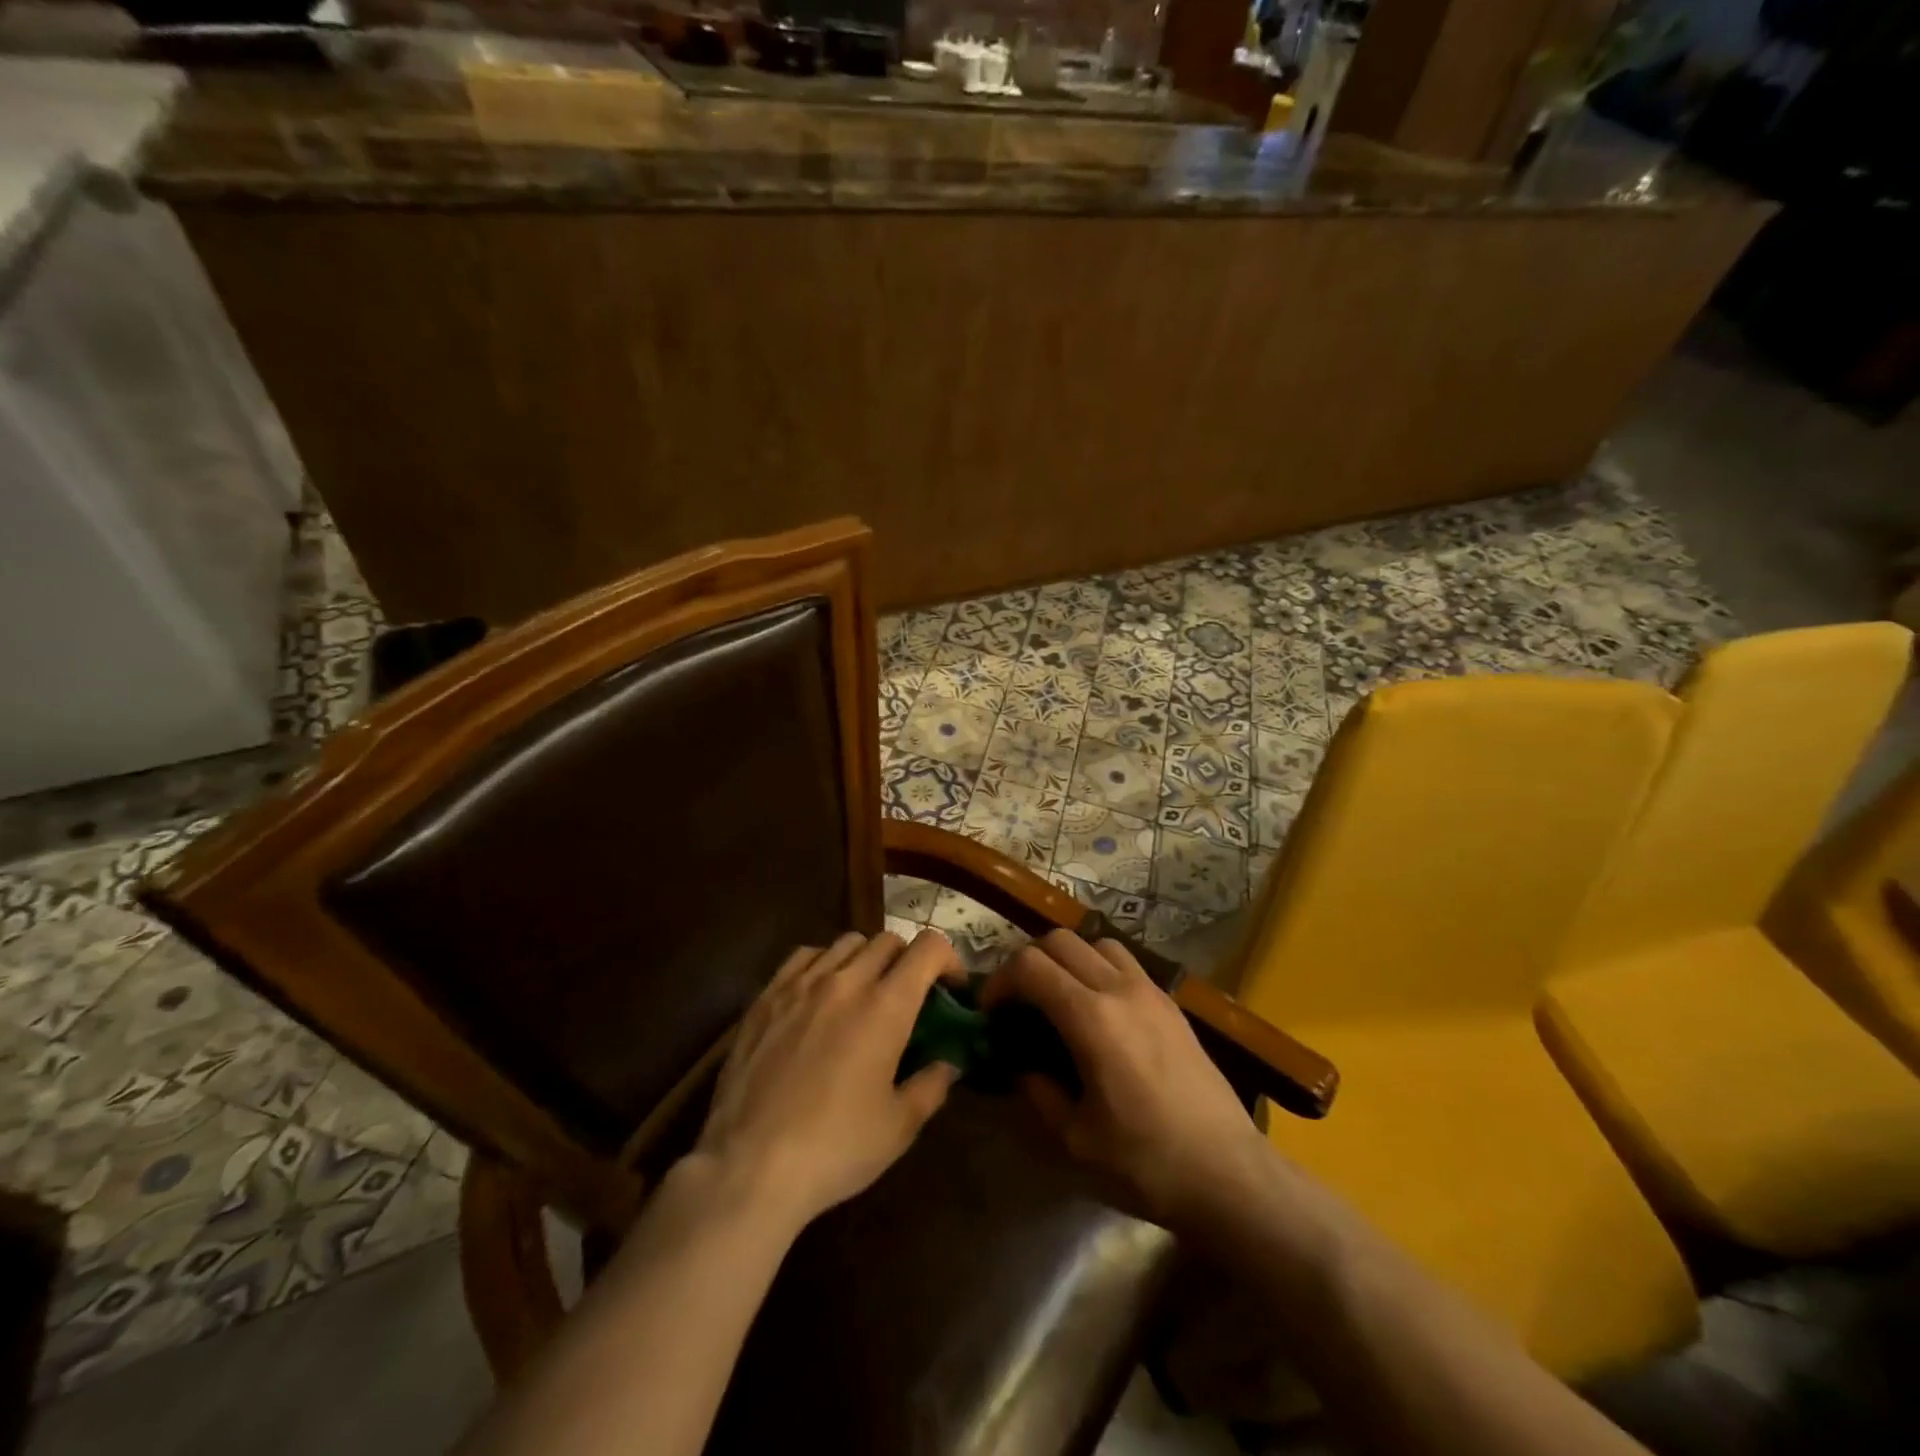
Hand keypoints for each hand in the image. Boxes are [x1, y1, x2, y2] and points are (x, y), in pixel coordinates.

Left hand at [691, 930, 961, 1231]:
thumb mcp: (899, 1127)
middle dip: (908, 961)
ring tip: (863, 993)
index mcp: (886, 1006)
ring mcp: (801, 984)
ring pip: (846, 942)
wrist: (750, 1166)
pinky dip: (823, 963)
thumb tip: (948, 1064)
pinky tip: (819, 994)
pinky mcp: (766, 996)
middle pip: (888, 941)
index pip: (928, 948)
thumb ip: (932, 1086)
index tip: (950, 989)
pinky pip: (803, 956)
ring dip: (866, 959)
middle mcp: (846, 981)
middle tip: (908, 997)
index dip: (948, 960)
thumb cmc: (835, 1148)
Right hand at [983, 930, 1268, 1234]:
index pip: (1030, 966)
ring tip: (1059, 997)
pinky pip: (1125, 961)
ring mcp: (1151, 991)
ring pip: (1095, 942)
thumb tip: (1022, 1066)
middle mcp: (1120, 989)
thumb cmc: (1147, 1164)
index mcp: (1091, 1019)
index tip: (990, 1012)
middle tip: (1018, 1002)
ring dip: (1067, 958)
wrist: (1230, 1174)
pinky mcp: (1171, 1003)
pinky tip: (1098, 1009)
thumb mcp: (1075, 1140)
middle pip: (1059, 940)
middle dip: (1027, 962)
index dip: (1000, 981)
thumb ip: (1039, 1093)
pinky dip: (1098, 967)